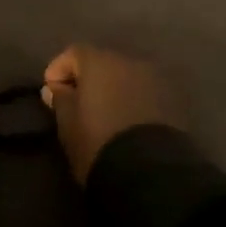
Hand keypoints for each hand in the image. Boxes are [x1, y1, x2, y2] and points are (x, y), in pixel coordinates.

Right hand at [42, 45, 181, 183]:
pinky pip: (145, 92)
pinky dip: (133, 100)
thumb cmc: (98, 143)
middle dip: (88, 79)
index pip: (74, 53)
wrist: (150, 173)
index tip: (51, 91)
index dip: (59, 69)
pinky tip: (126, 121)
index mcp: (100, 62)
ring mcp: (156, 79)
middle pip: (103, 62)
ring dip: (113, 89)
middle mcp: (130, 61)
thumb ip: (60, 100)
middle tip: (78, 103)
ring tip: (104, 114)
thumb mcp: (68, 124)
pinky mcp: (174, 100)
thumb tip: (55, 88)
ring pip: (127, 77)